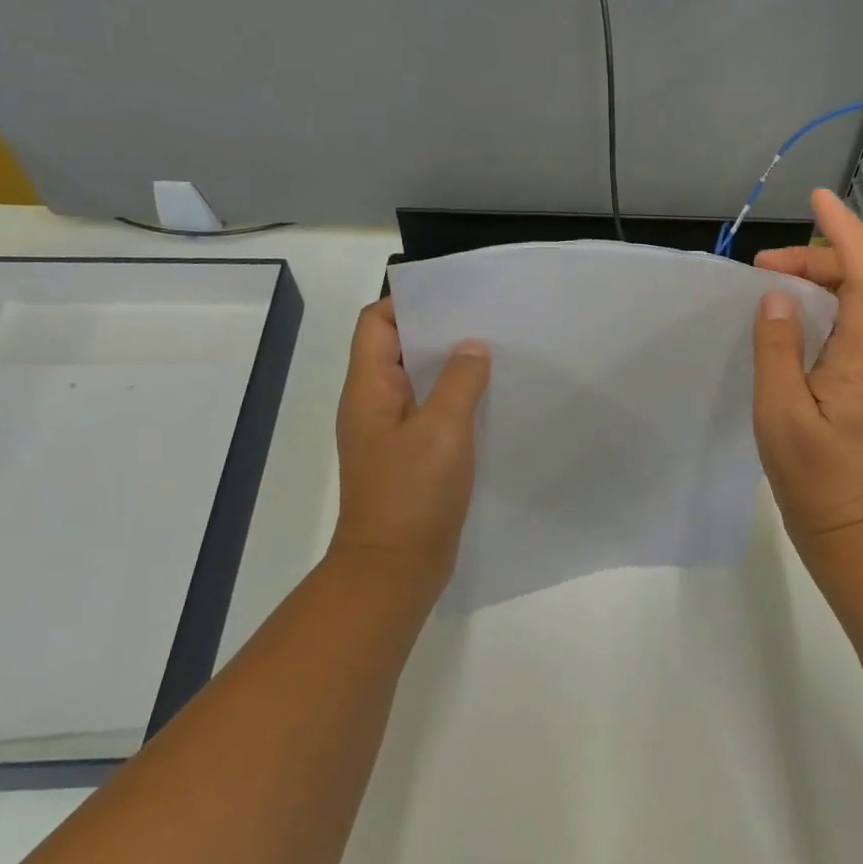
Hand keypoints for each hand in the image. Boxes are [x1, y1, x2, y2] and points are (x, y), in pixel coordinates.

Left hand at [329, 298, 490, 607]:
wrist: (395, 566)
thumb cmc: (413, 493)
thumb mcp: (443, 429)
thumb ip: (459, 381)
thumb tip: (472, 347)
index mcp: (368, 388)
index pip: (377, 323)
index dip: (410, 303)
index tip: (456, 297)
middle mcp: (372, 403)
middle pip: (398, 348)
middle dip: (439, 332)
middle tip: (486, 322)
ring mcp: (389, 431)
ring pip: (417, 382)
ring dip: (449, 367)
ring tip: (494, 354)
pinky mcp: (408, 455)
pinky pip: (429, 412)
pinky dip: (454, 400)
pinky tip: (488, 400)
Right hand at [752, 188, 862, 545]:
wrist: (844, 522)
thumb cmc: (811, 472)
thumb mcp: (780, 410)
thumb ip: (777, 348)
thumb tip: (775, 295)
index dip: (846, 231)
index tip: (818, 198)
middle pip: (860, 281)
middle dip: (817, 257)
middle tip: (762, 265)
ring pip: (852, 302)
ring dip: (814, 281)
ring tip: (767, 282)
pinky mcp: (857, 381)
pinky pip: (842, 326)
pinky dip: (815, 307)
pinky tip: (784, 318)